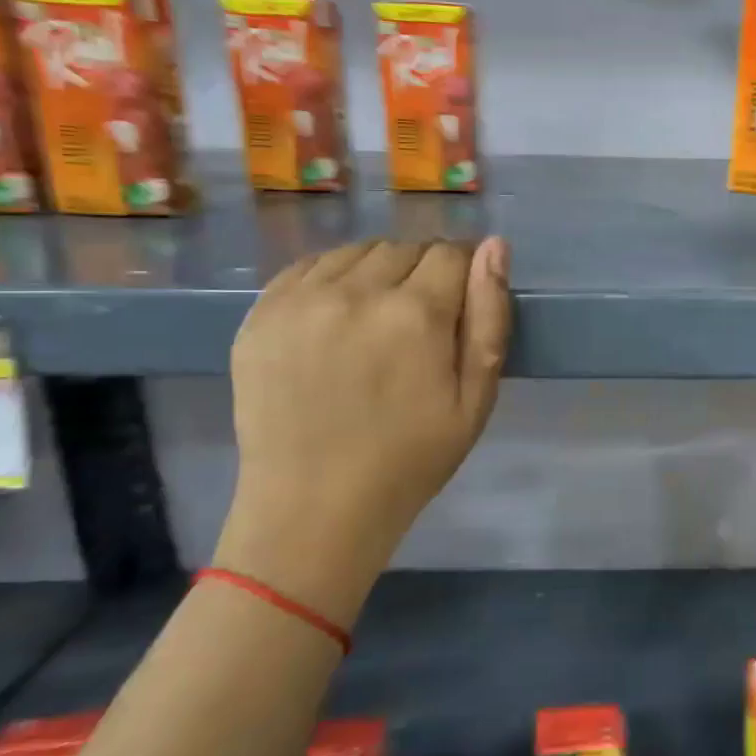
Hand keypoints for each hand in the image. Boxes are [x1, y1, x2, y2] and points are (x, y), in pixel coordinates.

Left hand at [216, 238, 511, 624]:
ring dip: (377, 272)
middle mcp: (355, 292)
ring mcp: (300, 301)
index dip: (463, 274)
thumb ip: (489, 317)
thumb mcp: (475, 399)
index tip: (459, 305)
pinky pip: (308, 266)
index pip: (451, 253)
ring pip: (356, 251)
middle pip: (404, 248)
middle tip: (418, 323)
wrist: (314, 509)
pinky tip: (336, 319)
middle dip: (423, 273)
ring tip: (375, 320)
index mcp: (416, 314)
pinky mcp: (260, 315)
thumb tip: (495, 246)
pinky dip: (331, 279)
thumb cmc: (410, 459)